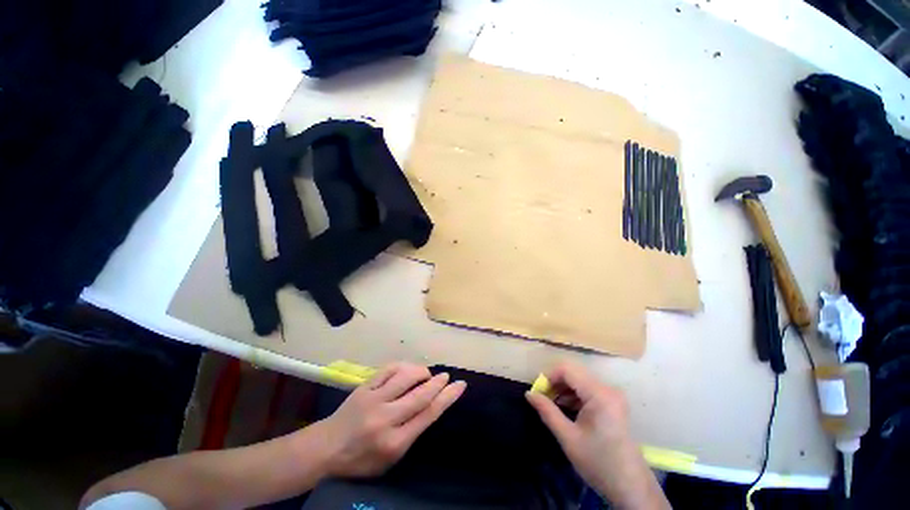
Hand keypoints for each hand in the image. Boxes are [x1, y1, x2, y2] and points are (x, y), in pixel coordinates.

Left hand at [316, 363, 465, 478]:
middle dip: (438, 382)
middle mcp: (386, 419)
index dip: (448, 397)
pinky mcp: (364, 387)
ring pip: (405, 376)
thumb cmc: (361, 460)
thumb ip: (412, 433)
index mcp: (395, 442)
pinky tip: (407, 369)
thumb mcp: (390, 459)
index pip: (428, 415)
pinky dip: (403, 366)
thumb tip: (431, 407)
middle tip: (447, 376)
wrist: (326, 449)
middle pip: (420, 394)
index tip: (460, 385)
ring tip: (426, 375)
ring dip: (421, 372)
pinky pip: (388, 369)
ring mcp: (373, 400)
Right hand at [526, 363, 668, 509]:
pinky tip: (566, 409)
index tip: (538, 392)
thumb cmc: (598, 462)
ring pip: (579, 379)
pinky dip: (574, 395)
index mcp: (599, 394)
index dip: (548, 376)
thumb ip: (547, 411)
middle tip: (543, 399)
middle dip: (555, 382)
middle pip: (573, 372)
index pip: (567, 369)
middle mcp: (607, 388)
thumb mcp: (568, 438)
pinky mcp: (613, 402)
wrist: (631, 487)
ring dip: (563, 389)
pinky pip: (588, 388)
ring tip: (552, 405)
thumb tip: (529, 394)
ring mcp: (612, 394)